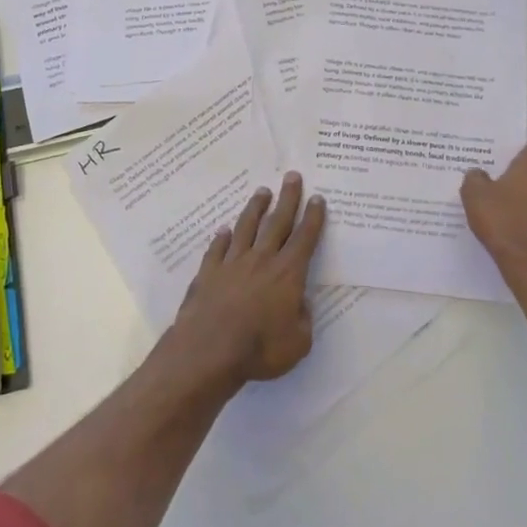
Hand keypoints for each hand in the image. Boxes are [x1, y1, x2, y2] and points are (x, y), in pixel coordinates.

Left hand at [171, 172, 325, 386]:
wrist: (209, 350)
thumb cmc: (260, 349)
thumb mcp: (298, 343)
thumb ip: (303, 320)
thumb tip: (300, 303)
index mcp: (287, 273)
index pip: (304, 238)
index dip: (313, 218)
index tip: (317, 197)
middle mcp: (261, 259)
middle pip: (277, 222)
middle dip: (287, 198)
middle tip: (292, 176)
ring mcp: (232, 262)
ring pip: (246, 227)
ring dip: (255, 208)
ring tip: (261, 192)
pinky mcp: (208, 272)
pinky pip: (217, 248)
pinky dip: (222, 238)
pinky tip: (223, 230)